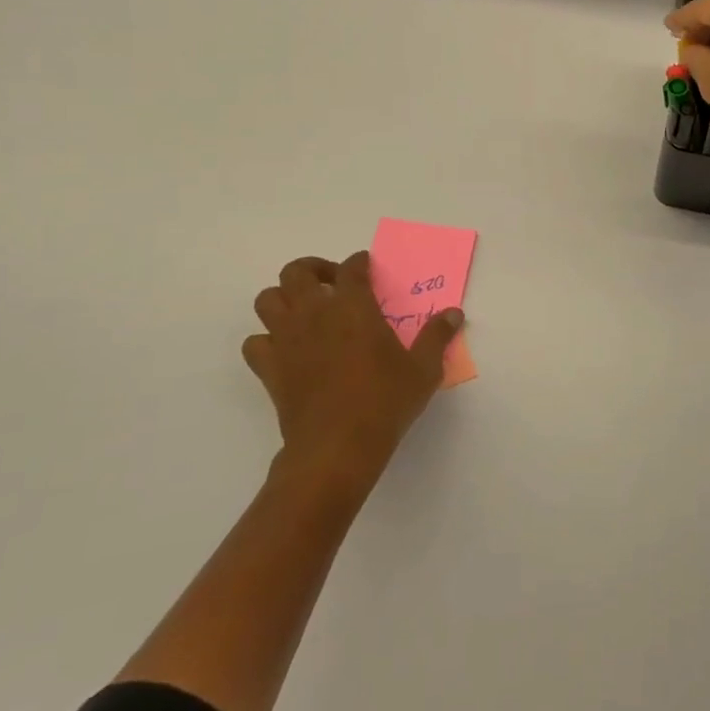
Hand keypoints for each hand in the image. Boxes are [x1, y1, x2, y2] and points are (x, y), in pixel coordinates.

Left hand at [242, 252, 462, 503]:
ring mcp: (286, 340)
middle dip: (314, 269)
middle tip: (334, 284)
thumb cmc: (385, 402)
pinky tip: (287, 349)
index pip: (351, 268)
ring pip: (267, 299)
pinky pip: (255, 342)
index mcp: (354, 307)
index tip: (366, 266)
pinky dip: (267, 339)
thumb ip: (436, 336)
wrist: (336, 447)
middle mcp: (315, 314)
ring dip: (284, 298)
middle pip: (297, 272)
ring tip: (306, 311)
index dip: (359, 262)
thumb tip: (454, 313)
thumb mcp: (423, 369)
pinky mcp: (269, 369)